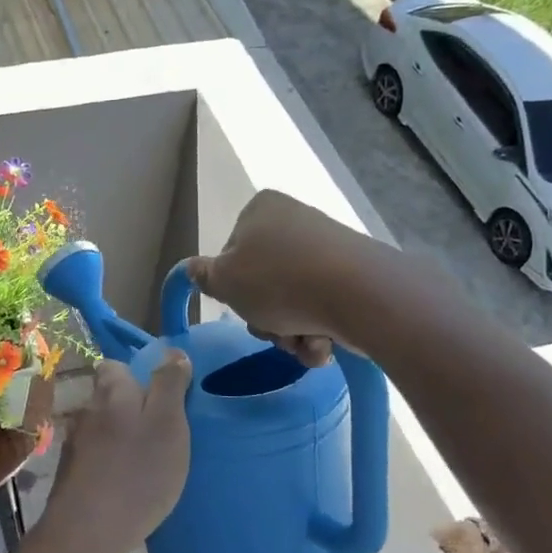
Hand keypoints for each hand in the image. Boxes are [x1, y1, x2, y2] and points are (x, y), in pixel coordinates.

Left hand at [47, 353, 192, 552]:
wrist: (87, 532)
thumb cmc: (138, 472)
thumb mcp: (168, 423)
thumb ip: (169, 385)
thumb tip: (172, 352)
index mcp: (111, 391)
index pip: (115, 366)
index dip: (137, 375)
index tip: (161, 395)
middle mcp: (86, 410)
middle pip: (109, 398)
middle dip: (131, 408)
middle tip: (162, 432)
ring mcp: (74, 445)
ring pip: (102, 429)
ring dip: (121, 438)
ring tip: (146, 461)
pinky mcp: (70, 475)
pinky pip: (96, 458)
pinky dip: (110, 464)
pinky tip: (126, 484)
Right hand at [185, 190, 363, 365]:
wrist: (360, 295)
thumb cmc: (280, 282)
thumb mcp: (225, 281)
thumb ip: (204, 276)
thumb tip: (192, 268)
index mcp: (261, 210)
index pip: (230, 253)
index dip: (232, 286)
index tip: (241, 303)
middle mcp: (295, 221)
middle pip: (263, 283)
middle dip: (265, 318)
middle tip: (273, 329)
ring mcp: (328, 248)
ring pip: (292, 303)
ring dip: (290, 333)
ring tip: (303, 341)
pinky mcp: (354, 275)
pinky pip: (322, 309)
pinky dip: (317, 332)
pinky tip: (324, 342)